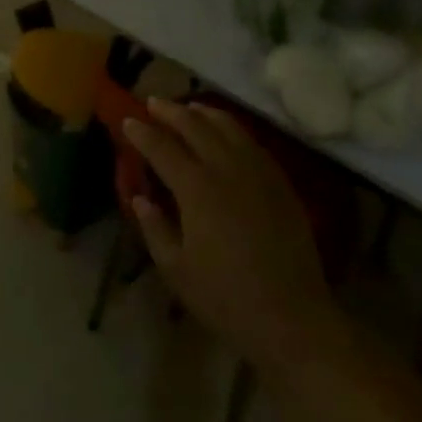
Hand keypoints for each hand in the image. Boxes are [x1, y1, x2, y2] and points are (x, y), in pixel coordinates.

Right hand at [125, 100, 334, 364]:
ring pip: (227, 126)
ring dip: (203, 112)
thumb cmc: (227, 299)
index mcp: (197, 188)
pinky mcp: (280, 182)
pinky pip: (251, 142)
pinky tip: (226, 133)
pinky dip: (231, 128)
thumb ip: (155, 228)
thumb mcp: (177, 270)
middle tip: (153, 102)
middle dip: (171, 111)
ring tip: (188, 108)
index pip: (162, 147)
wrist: (293, 319)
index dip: (142, 132)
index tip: (128, 120)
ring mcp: (258, 171)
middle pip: (195, 125)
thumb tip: (140, 198)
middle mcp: (226, 168)